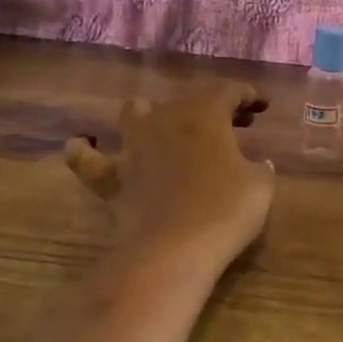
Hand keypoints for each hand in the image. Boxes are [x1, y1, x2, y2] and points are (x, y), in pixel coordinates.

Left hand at [64, 84, 275, 273]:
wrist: (174, 249)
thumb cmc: (225, 210)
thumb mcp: (260, 186)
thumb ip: (260, 169)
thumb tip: (259, 164)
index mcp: (205, 114)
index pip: (228, 91)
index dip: (246, 95)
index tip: (260, 105)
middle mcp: (165, 119)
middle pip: (187, 100)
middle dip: (210, 107)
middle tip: (231, 125)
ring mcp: (133, 146)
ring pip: (134, 112)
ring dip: (150, 115)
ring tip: (163, 128)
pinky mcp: (110, 177)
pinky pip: (87, 159)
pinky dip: (84, 151)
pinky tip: (81, 146)